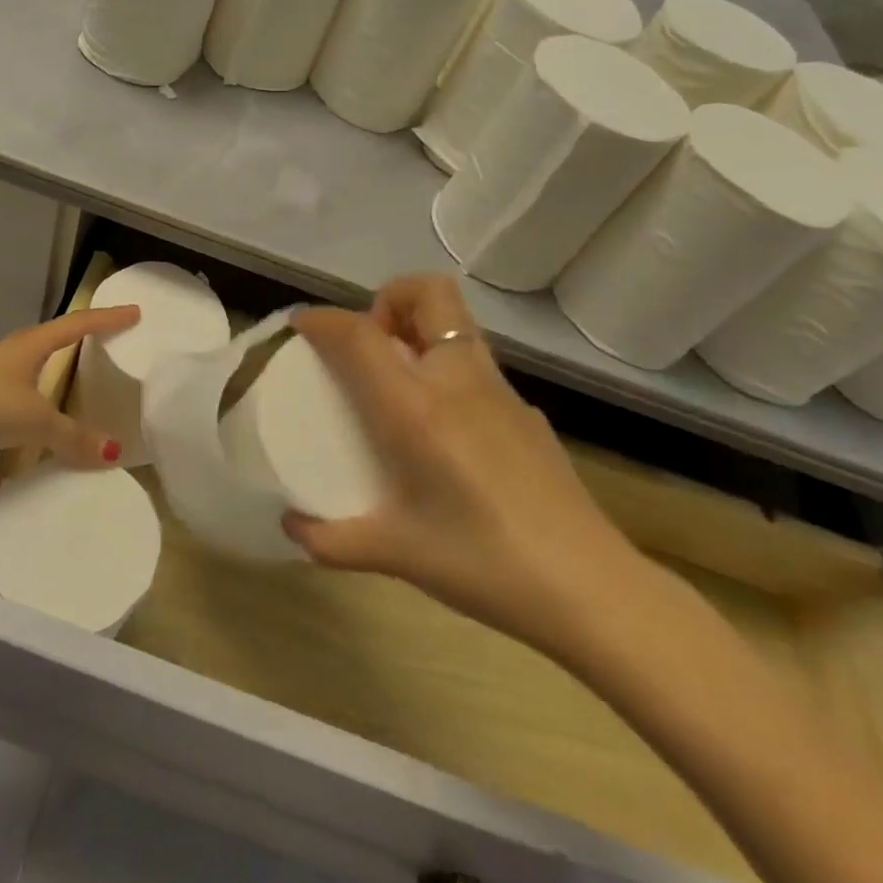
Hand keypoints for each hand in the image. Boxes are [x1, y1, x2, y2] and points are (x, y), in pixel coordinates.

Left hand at [0, 305, 139, 472]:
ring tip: (70, 413)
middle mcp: (9, 360)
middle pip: (49, 350)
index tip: (133, 312)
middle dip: (73, 352)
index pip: (76, 325)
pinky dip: (17, 441)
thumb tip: (113, 453)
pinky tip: (26, 462)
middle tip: (103, 353)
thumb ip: (72, 437)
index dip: (106, 319)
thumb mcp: (34, 419)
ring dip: (44, 401)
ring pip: (26, 389)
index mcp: (29, 347)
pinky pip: (5, 426)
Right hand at [284, 274, 644, 657]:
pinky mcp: (526, 411)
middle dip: (390, 298)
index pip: (361, 334)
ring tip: (400, 380)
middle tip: (371, 345)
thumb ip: (332, 541)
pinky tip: (446, 429)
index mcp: (417, 408)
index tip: (302, 325)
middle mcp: (458, 380)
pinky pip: (475, 363)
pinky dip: (447, 367)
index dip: (324, 319)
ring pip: (457, 321)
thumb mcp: (396, 555)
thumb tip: (291, 528)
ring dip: (420, 327)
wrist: (590, 590)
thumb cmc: (483, 562)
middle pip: (428, 292)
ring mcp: (500, 391)